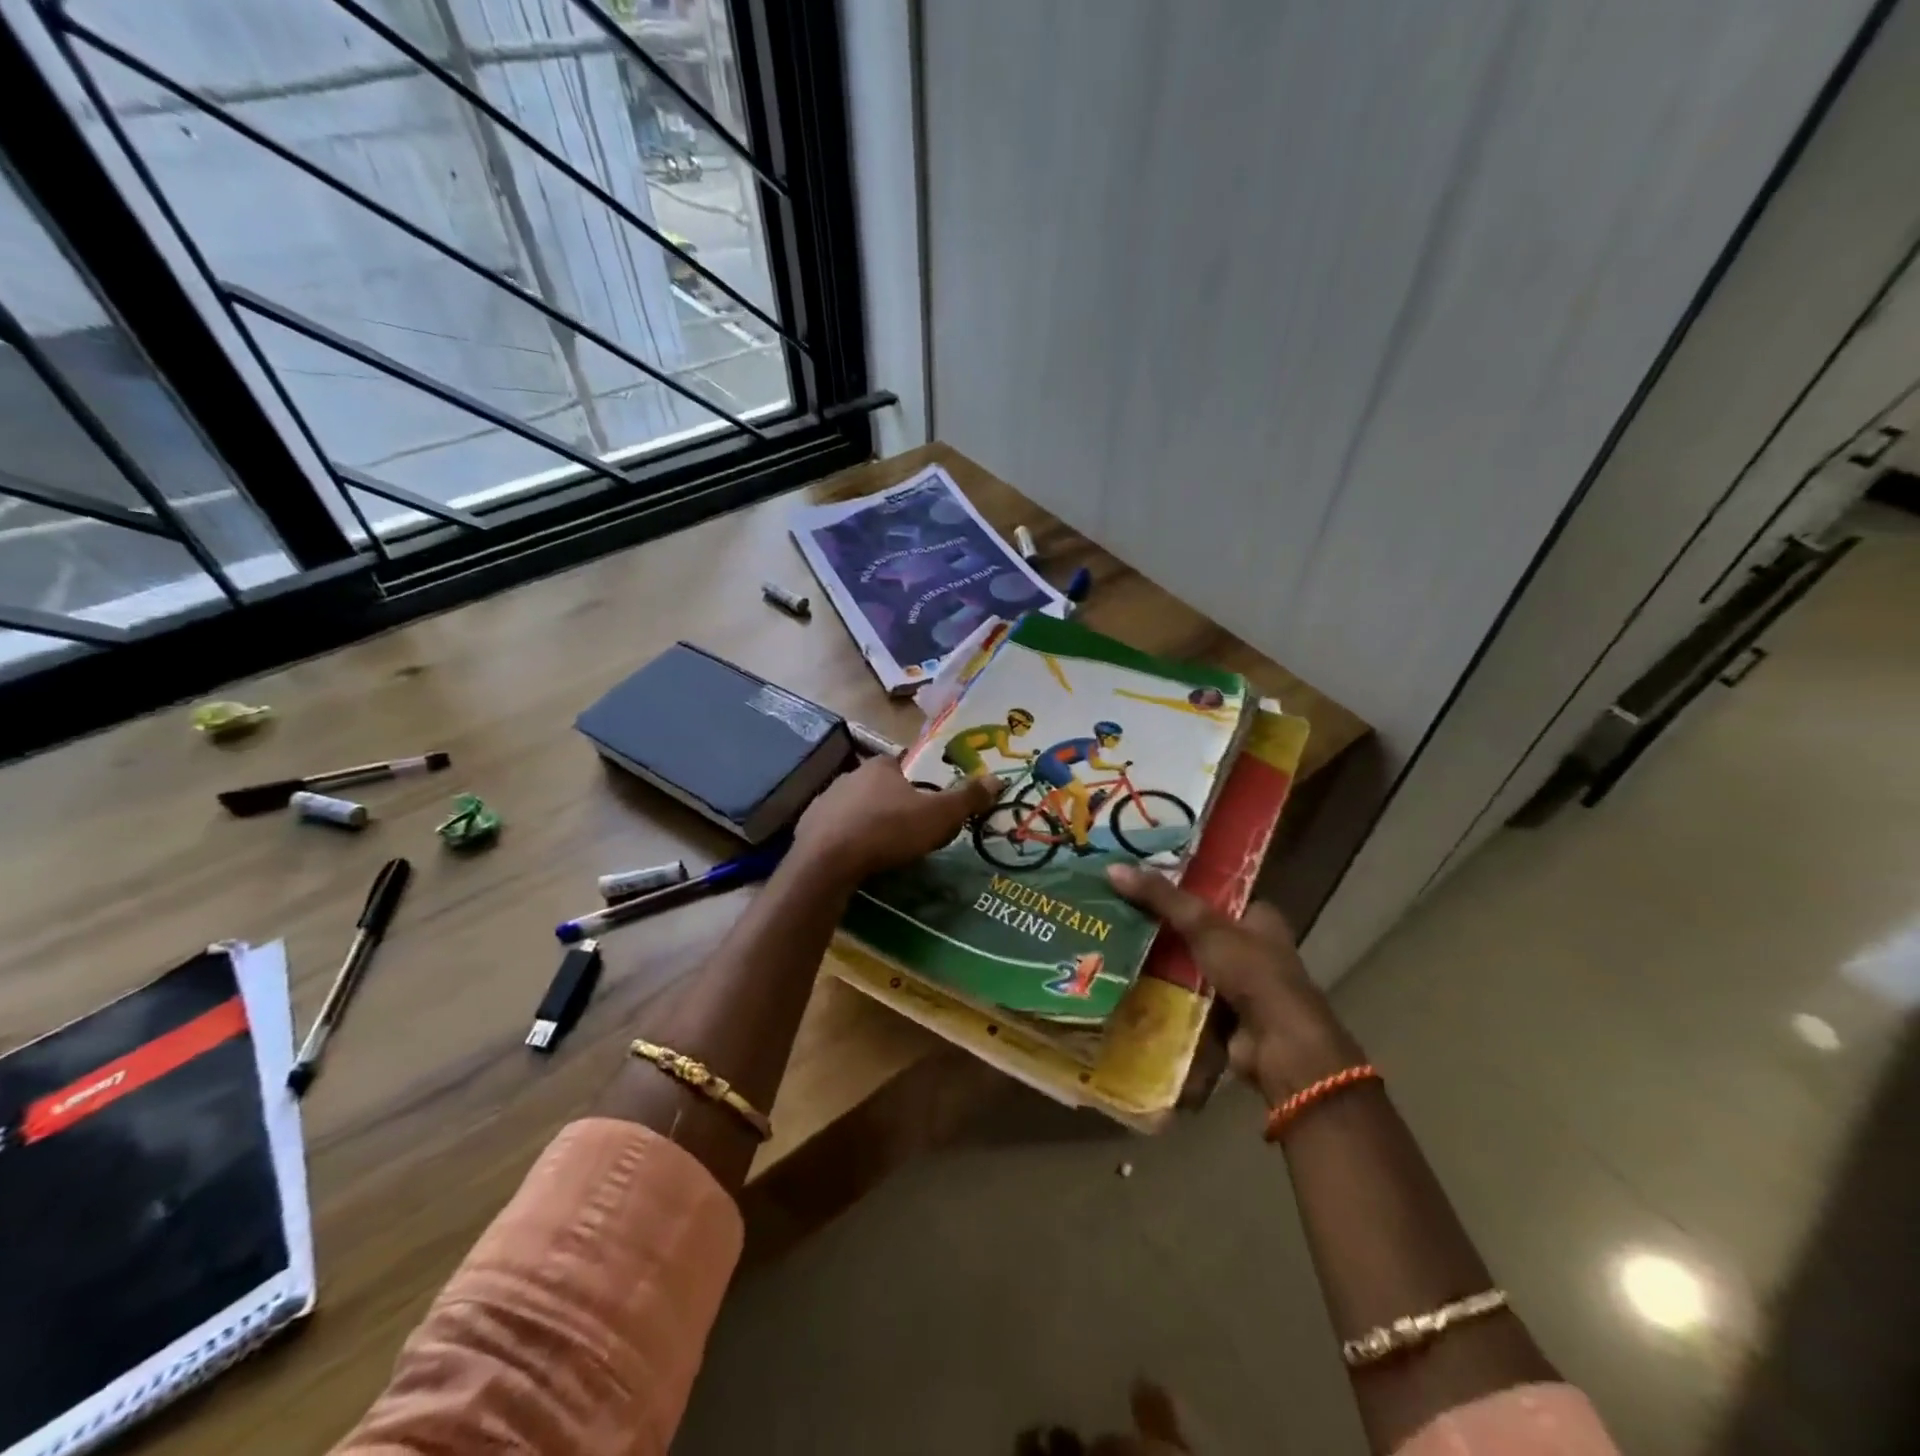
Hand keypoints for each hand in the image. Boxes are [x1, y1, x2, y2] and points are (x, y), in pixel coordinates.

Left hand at [795, 757, 999, 882]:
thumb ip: (968, 798)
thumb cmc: (889, 830)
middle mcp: (849, 775)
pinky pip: (832, 831)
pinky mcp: (806, 827)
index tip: (925, 807)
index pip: (903, 766)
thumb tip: (998, 779)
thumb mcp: (939, 815)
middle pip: (877, 787)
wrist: (828, 860)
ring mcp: (824, 800)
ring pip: (853, 808)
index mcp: (881, 766)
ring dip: (866, 822)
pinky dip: (843, 841)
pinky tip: (853, 860)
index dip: (916, 785)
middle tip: (907, 831)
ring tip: (881, 849)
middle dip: (891, 804)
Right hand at [1108, 863, 1364, 1102]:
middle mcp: (1253, 950)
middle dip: (1162, 928)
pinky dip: (1163, 996)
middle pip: (1198, 931)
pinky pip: (1186, 998)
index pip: (1215, 894)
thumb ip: (1161, 897)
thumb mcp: (1203, 924)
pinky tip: (1128, 986)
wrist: (1279, 1045)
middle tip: (1117, 914)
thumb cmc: (1251, 972)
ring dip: (1159, 964)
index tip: (1140, 881)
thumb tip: (1112, 869)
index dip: (1180, 887)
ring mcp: (1240, 986)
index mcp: (1259, 919)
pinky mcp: (1225, 1018)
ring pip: (1189, 966)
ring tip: (1112, 947)